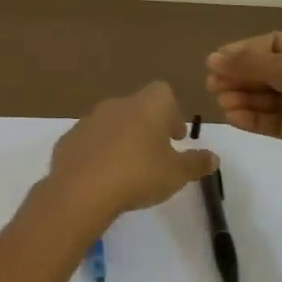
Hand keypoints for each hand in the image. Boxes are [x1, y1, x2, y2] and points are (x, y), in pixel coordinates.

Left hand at [46, 82, 219, 226]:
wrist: (81, 190)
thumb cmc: (138, 175)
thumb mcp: (176, 174)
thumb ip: (196, 163)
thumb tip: (213, 157)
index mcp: (147, 106)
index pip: (163, 92)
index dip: (172, 112)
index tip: (176, 137)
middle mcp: (117, 104)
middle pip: (137, 106)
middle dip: (148, 127)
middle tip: (156, 154)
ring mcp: (89, 120)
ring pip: (112, 122)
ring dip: (122, 138)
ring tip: (128, 168)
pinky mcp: (69, 139)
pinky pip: (90, 140)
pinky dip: (99, 152)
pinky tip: (102, 176)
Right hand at [207, 30, 281, 184]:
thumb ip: (249, 64)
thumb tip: (212, 58)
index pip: (272, 43)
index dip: (242, 52)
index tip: (213, 63)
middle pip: (270, 71)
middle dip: (241, 77)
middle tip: (211, 86)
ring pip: (273, 97)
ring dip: (245, 98)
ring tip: (220, 103)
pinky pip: (279, 120)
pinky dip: (257, 119)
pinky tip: (233, 118)